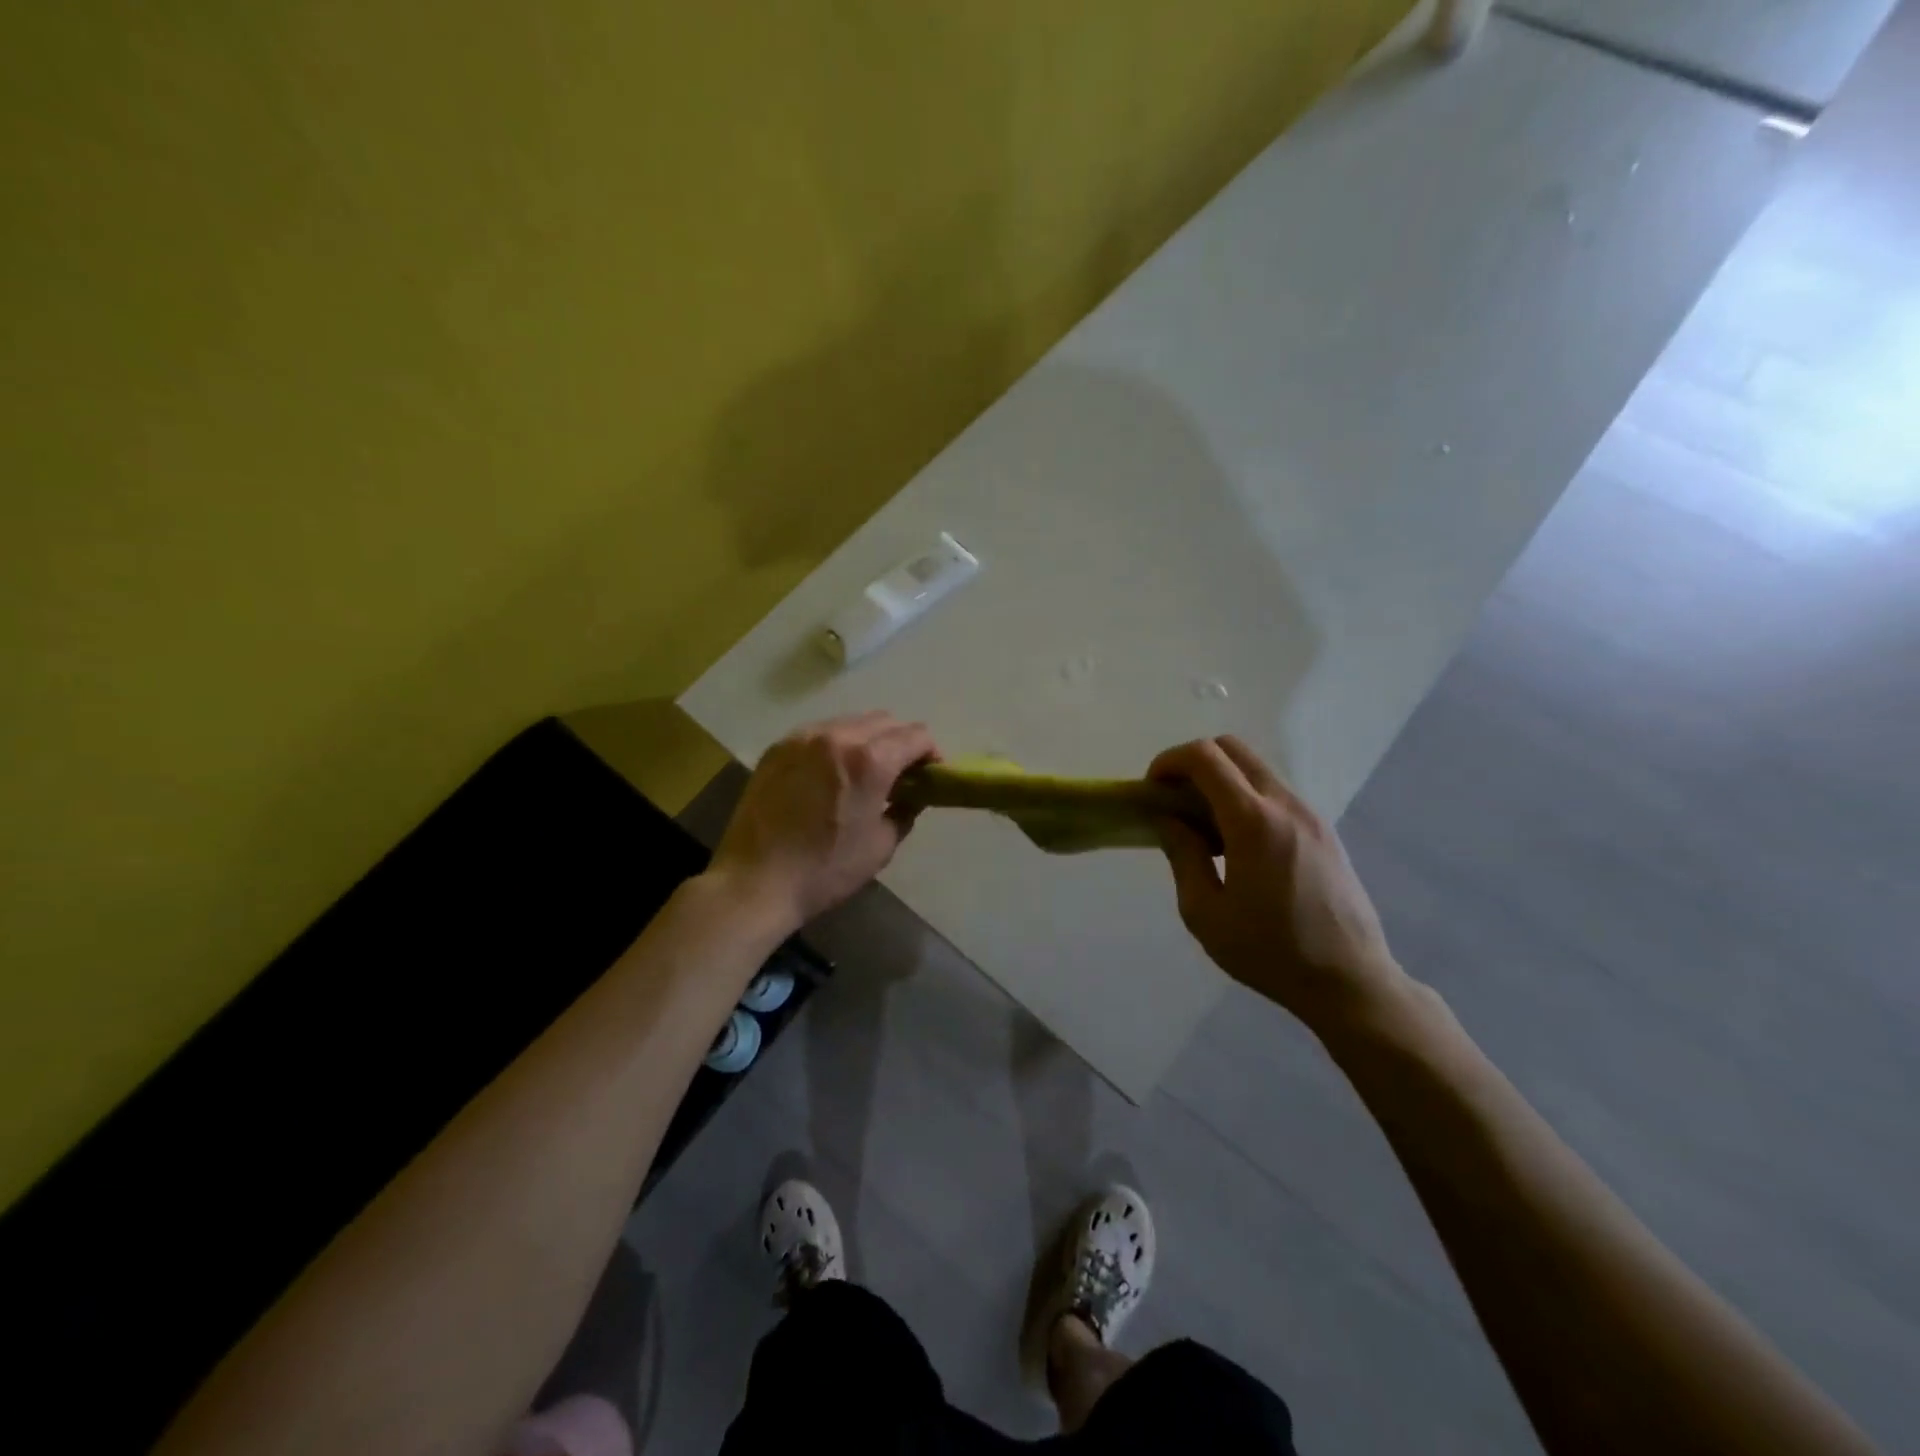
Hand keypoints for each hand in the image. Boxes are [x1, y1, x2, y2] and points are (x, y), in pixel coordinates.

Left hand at [710, 711, 936, 931]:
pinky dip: (835, 745)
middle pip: (885, 721)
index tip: (931, 773)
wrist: (755, 881)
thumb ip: (905, 811)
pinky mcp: (778, 747)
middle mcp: (838, 736)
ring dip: (868, 739)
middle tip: (901, 772)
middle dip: (901, 741)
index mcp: (870, 760)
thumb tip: (913, 796)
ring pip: (850, 722)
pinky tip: (830, 773)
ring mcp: (803, 737)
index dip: (930, 752)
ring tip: (864, 771)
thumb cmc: (826, 870)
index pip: (916, 735)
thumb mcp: (881, 846)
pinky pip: (819, 733)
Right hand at [1149, 736, 1404, 1030]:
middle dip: (1194, 762)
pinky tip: (1238, 844)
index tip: (1153, 789)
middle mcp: (1285, 804)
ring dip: (1222, 780)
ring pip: (1257, 769)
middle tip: (1174, 799)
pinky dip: (1247, 797)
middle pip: (1233, 748)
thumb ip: (1183, 855)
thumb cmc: (1269, 952)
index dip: (1170, 761)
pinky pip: (1276, 793)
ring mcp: (1311, 814)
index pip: (1205, 757)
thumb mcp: (1205, 912)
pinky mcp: (1324, 831)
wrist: (1350, 981)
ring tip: (1204, 827)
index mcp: (1253, 821)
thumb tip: (1169, 819)